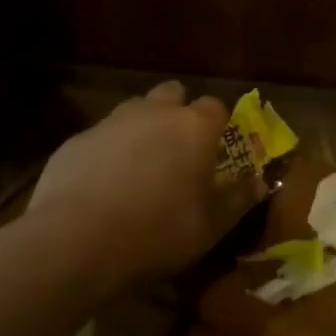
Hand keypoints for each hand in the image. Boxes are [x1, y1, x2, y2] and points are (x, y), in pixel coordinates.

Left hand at [30, 81, 263, 282]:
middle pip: (172, 94)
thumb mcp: (211, 225)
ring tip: (138, 168)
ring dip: (141, 129)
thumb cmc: (158, 231)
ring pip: (134, 111)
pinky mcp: (75, 141)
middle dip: (176, 112)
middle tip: (176, 149)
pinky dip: (106, 153)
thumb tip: (261, 183)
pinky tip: (100, 187)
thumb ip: (239, 199)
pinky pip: (99, 138)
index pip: (215, 107)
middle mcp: (155, 112)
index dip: (217, 125)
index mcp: (194, 127)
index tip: (214, 149)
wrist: (75, 241)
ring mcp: (111, 122)